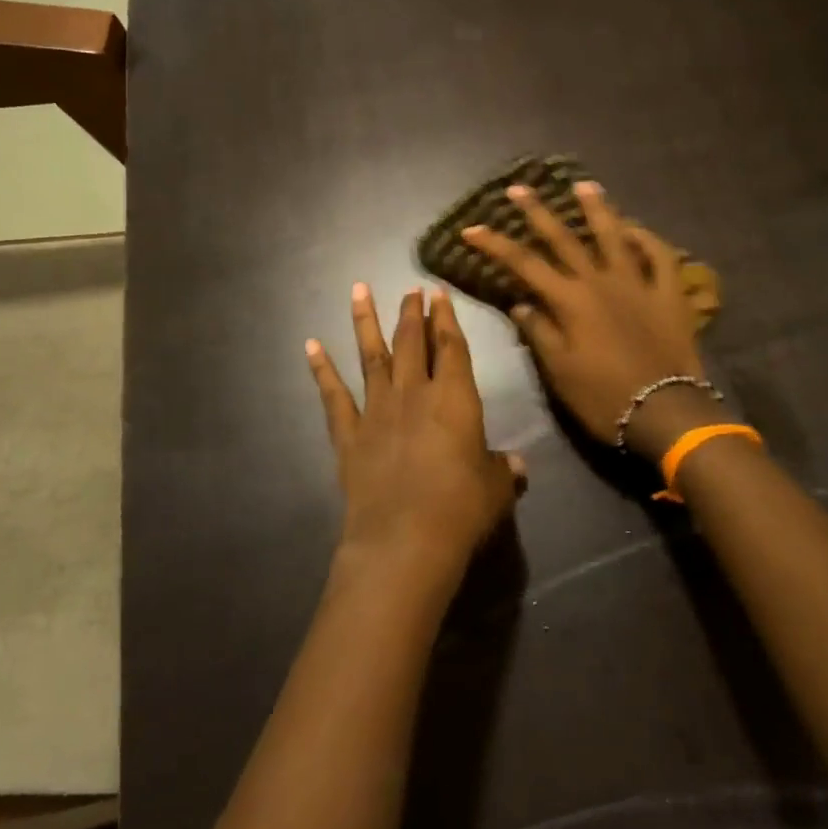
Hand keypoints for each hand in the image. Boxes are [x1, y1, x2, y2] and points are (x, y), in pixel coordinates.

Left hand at [306, 284, 524, 593]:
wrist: (404, 539)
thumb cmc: (461, 509)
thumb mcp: (495, 489)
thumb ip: (502, 470)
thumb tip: (517, 466)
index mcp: (454, 397)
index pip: (451, 346)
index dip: (446, 318)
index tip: (438, 293)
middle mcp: (413, 393)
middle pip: (411, 341)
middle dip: (411, 312)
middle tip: (410, 289)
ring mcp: (376, 410)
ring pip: (370, 355)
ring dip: (365, 321)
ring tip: (358, 290)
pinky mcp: (349, 435)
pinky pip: (333, 395)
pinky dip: (321, 369)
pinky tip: (311, 345)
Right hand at [461, 182, 704, 452]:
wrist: (664, 413)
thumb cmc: (603, 397)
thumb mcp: (559, 371)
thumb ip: (539, 332)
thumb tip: (520, 305)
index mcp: (570, 301)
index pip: (524, 264)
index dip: (495, 244)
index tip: (472, 229)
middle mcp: (600, 282)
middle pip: (564, 239)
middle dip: (538, 212)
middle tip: (519, 188)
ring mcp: (638, 283)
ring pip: (615, 236)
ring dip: (597, 208)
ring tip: (583, 185)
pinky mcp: (668, 294)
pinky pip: (661, 257)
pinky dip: (648, 239)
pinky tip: (636, 228)